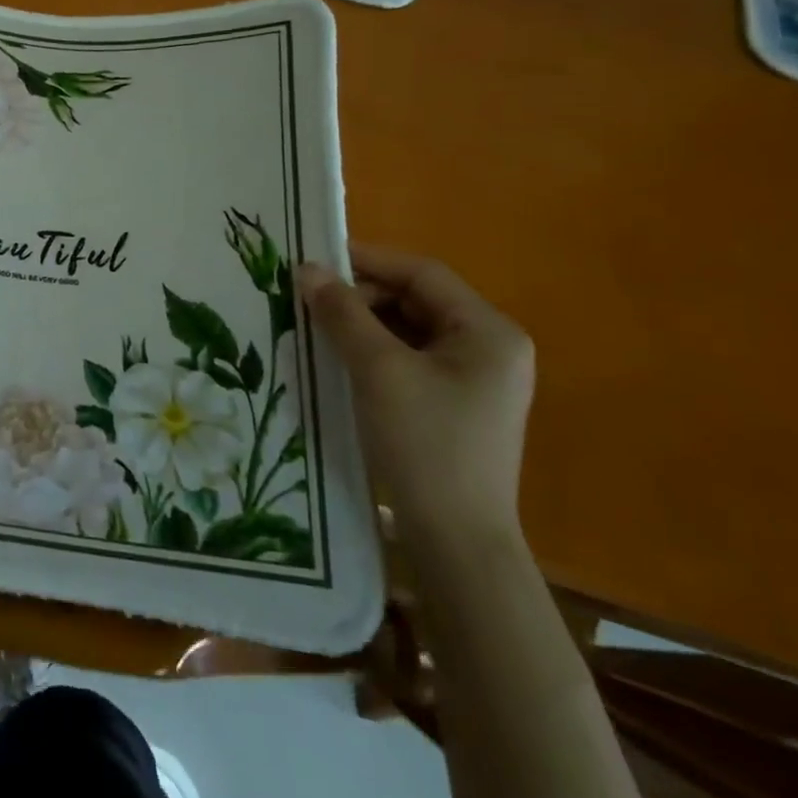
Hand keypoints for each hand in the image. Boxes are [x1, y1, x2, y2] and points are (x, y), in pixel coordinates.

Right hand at [296, 245, 533, 554]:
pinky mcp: (455, 404)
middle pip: (417, 300)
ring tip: (316, 327)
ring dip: (363, 324)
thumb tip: (307, 269)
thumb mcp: (378, 370)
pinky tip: (338, 358)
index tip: (314, 258)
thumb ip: (343, 313)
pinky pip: (410, 359)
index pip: (423, 274)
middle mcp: (491, 348)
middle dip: (362, 296)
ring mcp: (475, 379)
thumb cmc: (425, 443)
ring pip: (409, 330)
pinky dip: (374, 352)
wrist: (456, 539)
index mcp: (489, 332)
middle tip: (309, 300)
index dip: (368, 260)